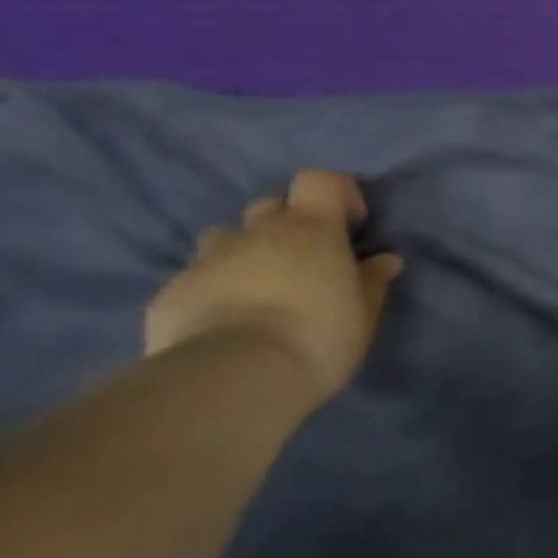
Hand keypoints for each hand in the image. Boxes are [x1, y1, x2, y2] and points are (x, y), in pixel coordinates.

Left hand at [145, 170, 402, 403]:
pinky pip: (198, 279)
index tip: (350, 225)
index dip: (337, 193)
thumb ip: (372, 281)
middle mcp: (257, 233)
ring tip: (259, 292)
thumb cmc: (318, 336)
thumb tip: (385, 260)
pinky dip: (215, 291)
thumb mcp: (363, 314)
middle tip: (304, 263)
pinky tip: (226, 326)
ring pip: (227, 239)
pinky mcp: (172, 291)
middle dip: (287, 225)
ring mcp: (209, 259)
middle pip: (270, 206)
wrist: (236, 376)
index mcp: (310, 230)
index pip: (319, 181)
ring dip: (245, 254)